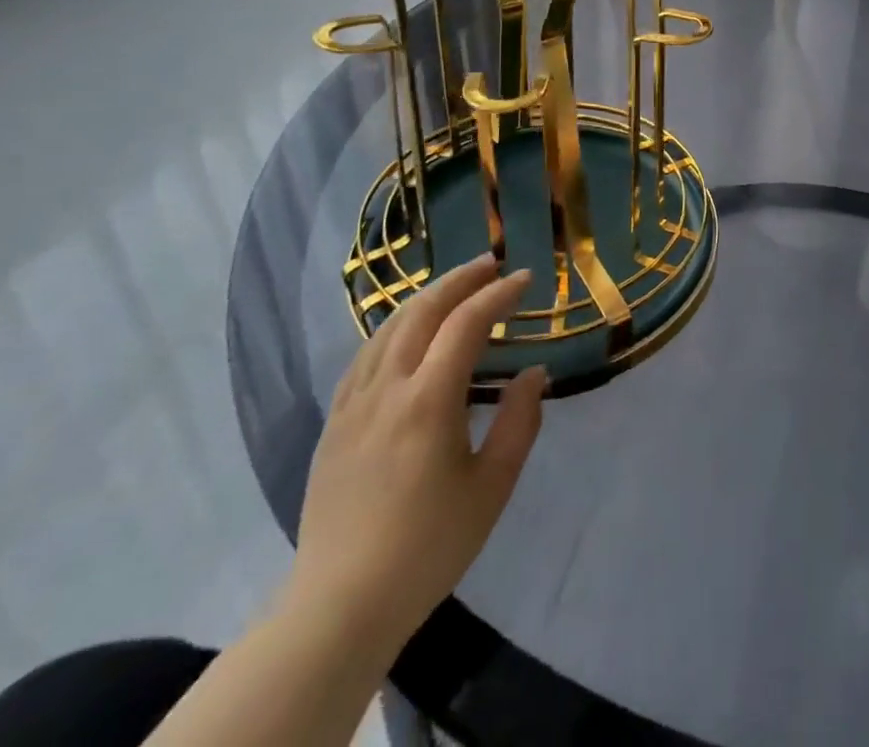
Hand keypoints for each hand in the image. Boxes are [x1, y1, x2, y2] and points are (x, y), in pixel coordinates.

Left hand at [283, 256, 546, 649]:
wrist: (340, 606)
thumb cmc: (428, 546)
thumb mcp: (492, 486)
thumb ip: (519, 422)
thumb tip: (535, 373)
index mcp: (428, 401)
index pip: (466, 324)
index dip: (498, 294)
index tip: (527, 278)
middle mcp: (386, 390)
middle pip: (421, 312)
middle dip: (459, 280)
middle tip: (492, 264)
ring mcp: (352, 405)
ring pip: (387, 329)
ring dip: (425, 298)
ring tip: (455, 287)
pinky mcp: (334, 424)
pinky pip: (364, 356)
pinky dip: (393, 328)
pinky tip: (405, 332)